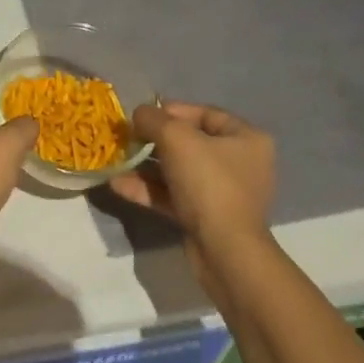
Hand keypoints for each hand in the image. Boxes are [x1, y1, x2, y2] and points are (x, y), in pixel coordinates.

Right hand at [110, 102, 276, 284]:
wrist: (225, 252)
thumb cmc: (208, 182)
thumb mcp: (175, 138)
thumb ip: (153, 119)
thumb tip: (139, 114)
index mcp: (246, 138)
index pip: (205, 113)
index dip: (171, 110)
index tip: (143, 115)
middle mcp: (240, 163)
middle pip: (190, 143)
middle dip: (154, 141)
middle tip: (127, 138)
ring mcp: (224, 193)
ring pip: (179, 171)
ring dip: (146, 167)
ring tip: (117, 162)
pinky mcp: (208, 218)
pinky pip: (175, 196)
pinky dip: (150, 190)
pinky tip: (119, 186)